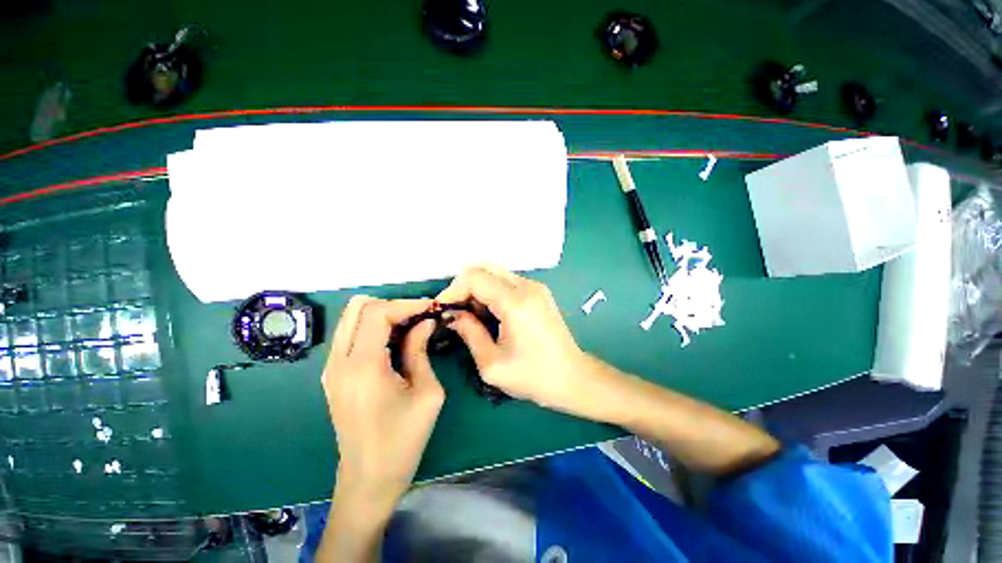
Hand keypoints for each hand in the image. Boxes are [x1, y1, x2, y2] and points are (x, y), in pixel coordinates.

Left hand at [321, 296, 444, 508]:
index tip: (431, 308)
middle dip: (392, 305)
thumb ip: (421, 350)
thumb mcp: (426, 392)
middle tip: (418, 316)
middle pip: (358, 307)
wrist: (369, 479)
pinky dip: (373, 328)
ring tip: (410, 326)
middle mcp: (339, 362)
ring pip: (351, 318)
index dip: (407, 304)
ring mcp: (331, 368)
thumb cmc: (403, 440)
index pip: (377, 312)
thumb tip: (425, 322)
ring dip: (382, 314)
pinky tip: (395, 341)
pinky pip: (351, 334)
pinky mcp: (333, 375)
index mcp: (362, 367)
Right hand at [437, 266, 591, 412]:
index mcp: (516, 302)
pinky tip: (489, 314)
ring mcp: (535, 286)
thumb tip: (453, 315)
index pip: (474, 277)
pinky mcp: (538, 292)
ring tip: (471, 316)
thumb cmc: (533, 376)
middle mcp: (527, 286)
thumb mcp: (492, 364)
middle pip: (484, 269)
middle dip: (464, 287)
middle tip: (455, 312)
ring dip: (477, 289)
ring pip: (495, 273)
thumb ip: (468, 333)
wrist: (573, 378)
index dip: (452, 290)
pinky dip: (491, 292)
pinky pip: (507, 282)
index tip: (441, 310)